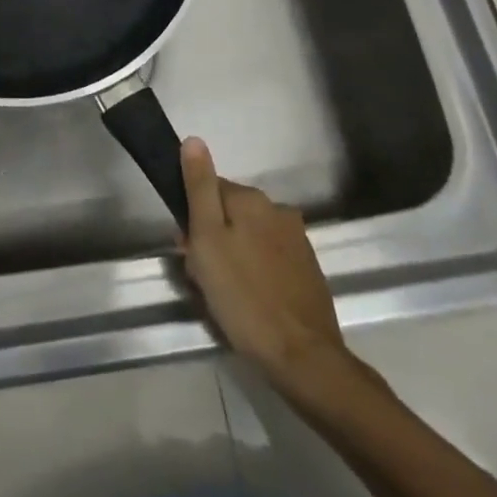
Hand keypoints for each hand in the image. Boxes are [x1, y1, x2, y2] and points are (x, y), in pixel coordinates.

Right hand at [181, 138, 348, 376]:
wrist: (302, 356)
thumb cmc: (243, 296)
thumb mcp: (207, 239)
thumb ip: (200, 188)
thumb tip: (194, 140)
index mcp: (252, 199)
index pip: (209, 190)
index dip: (193, 219)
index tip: (188, 249)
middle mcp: (277, 209)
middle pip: (230, 213)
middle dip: (213, 239)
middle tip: (204, 277)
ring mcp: (297, 240)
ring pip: (249, 237)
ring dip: (233, 256)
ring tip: (225, 295)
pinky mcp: (307, 269)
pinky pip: (269, 259)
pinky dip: (255, 272)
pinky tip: (249, 301)